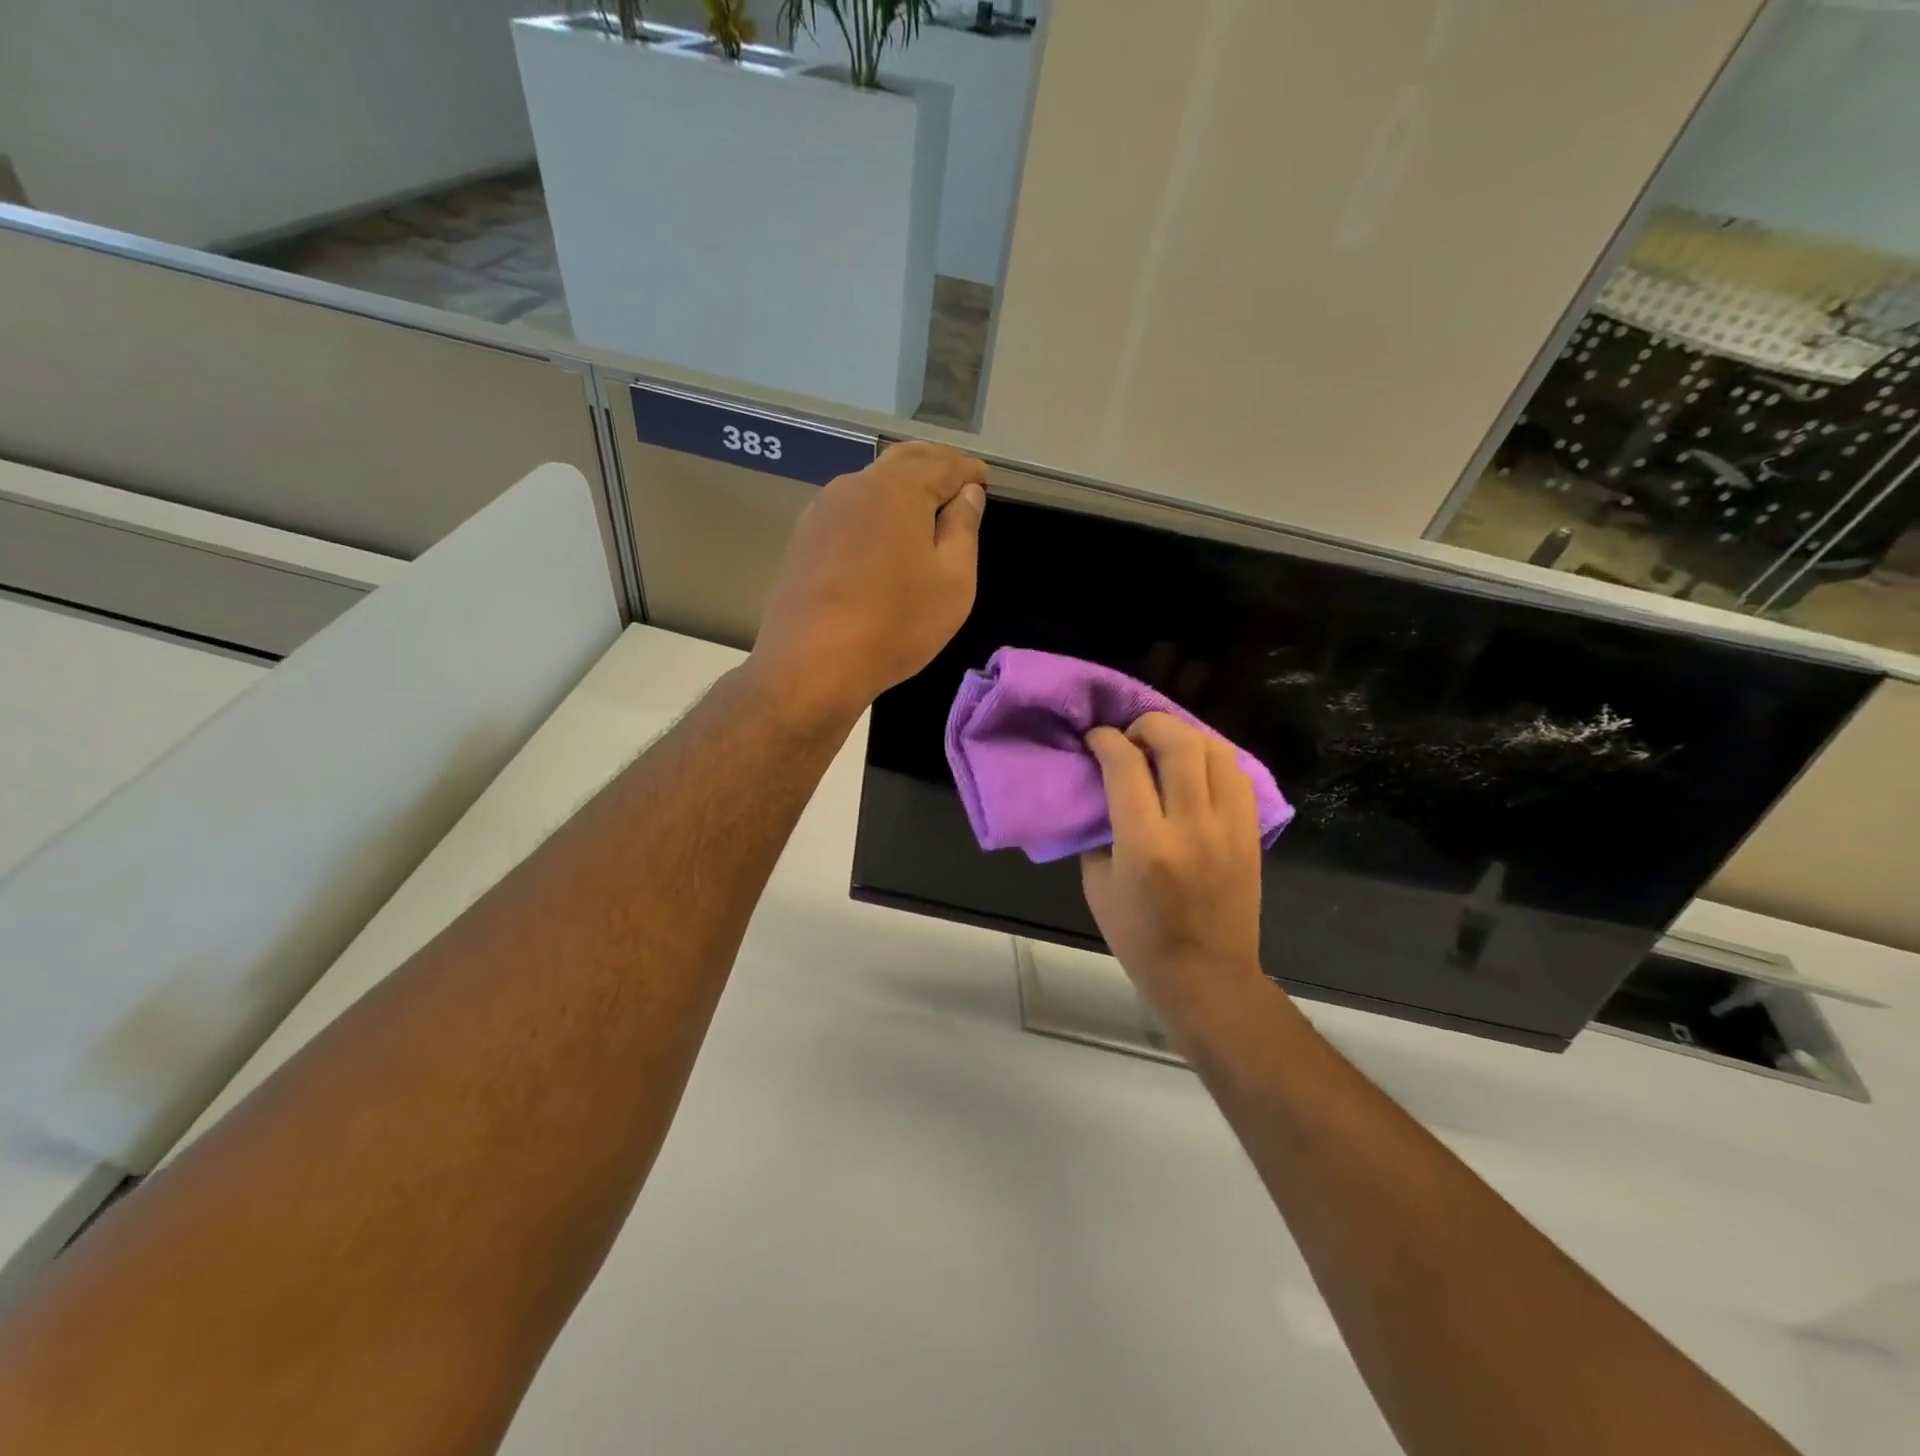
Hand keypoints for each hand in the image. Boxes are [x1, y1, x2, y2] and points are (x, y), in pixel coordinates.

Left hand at [750, 441, 987, 726]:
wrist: (812, 663)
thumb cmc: (896, 623)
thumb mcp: (953, 581)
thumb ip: (963, 528)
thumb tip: (967, 493)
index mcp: (898, 489)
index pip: (943, 464)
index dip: (968, 471)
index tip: (984, 479)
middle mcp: (856, 485)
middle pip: (903, 462)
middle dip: (934, 465)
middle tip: (957, 480)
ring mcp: (823, 510)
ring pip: (871, 484)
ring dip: (901, 486)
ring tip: (923, 506)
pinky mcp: (804, 538)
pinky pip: (849, 509)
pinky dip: (874, 510)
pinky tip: (881, 534)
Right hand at [1082, 714, 1267, 1032]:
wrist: (1207, 976)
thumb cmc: (1140, 938)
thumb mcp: (1097, 884)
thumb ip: (1100, 829)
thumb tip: (1104, 787)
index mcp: (1145, 845)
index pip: (1126, 765)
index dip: (1106, 740)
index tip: (1095, 738)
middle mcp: (1192, 827)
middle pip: (1178, 742)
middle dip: (1149, 724)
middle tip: (1131, 735)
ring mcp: (1229, 828)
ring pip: (1215, 750)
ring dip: (1185, 736)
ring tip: (1164, 747)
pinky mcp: (1250, 833)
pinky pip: (1237, 775)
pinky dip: (1213, 759)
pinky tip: (1195, 769)